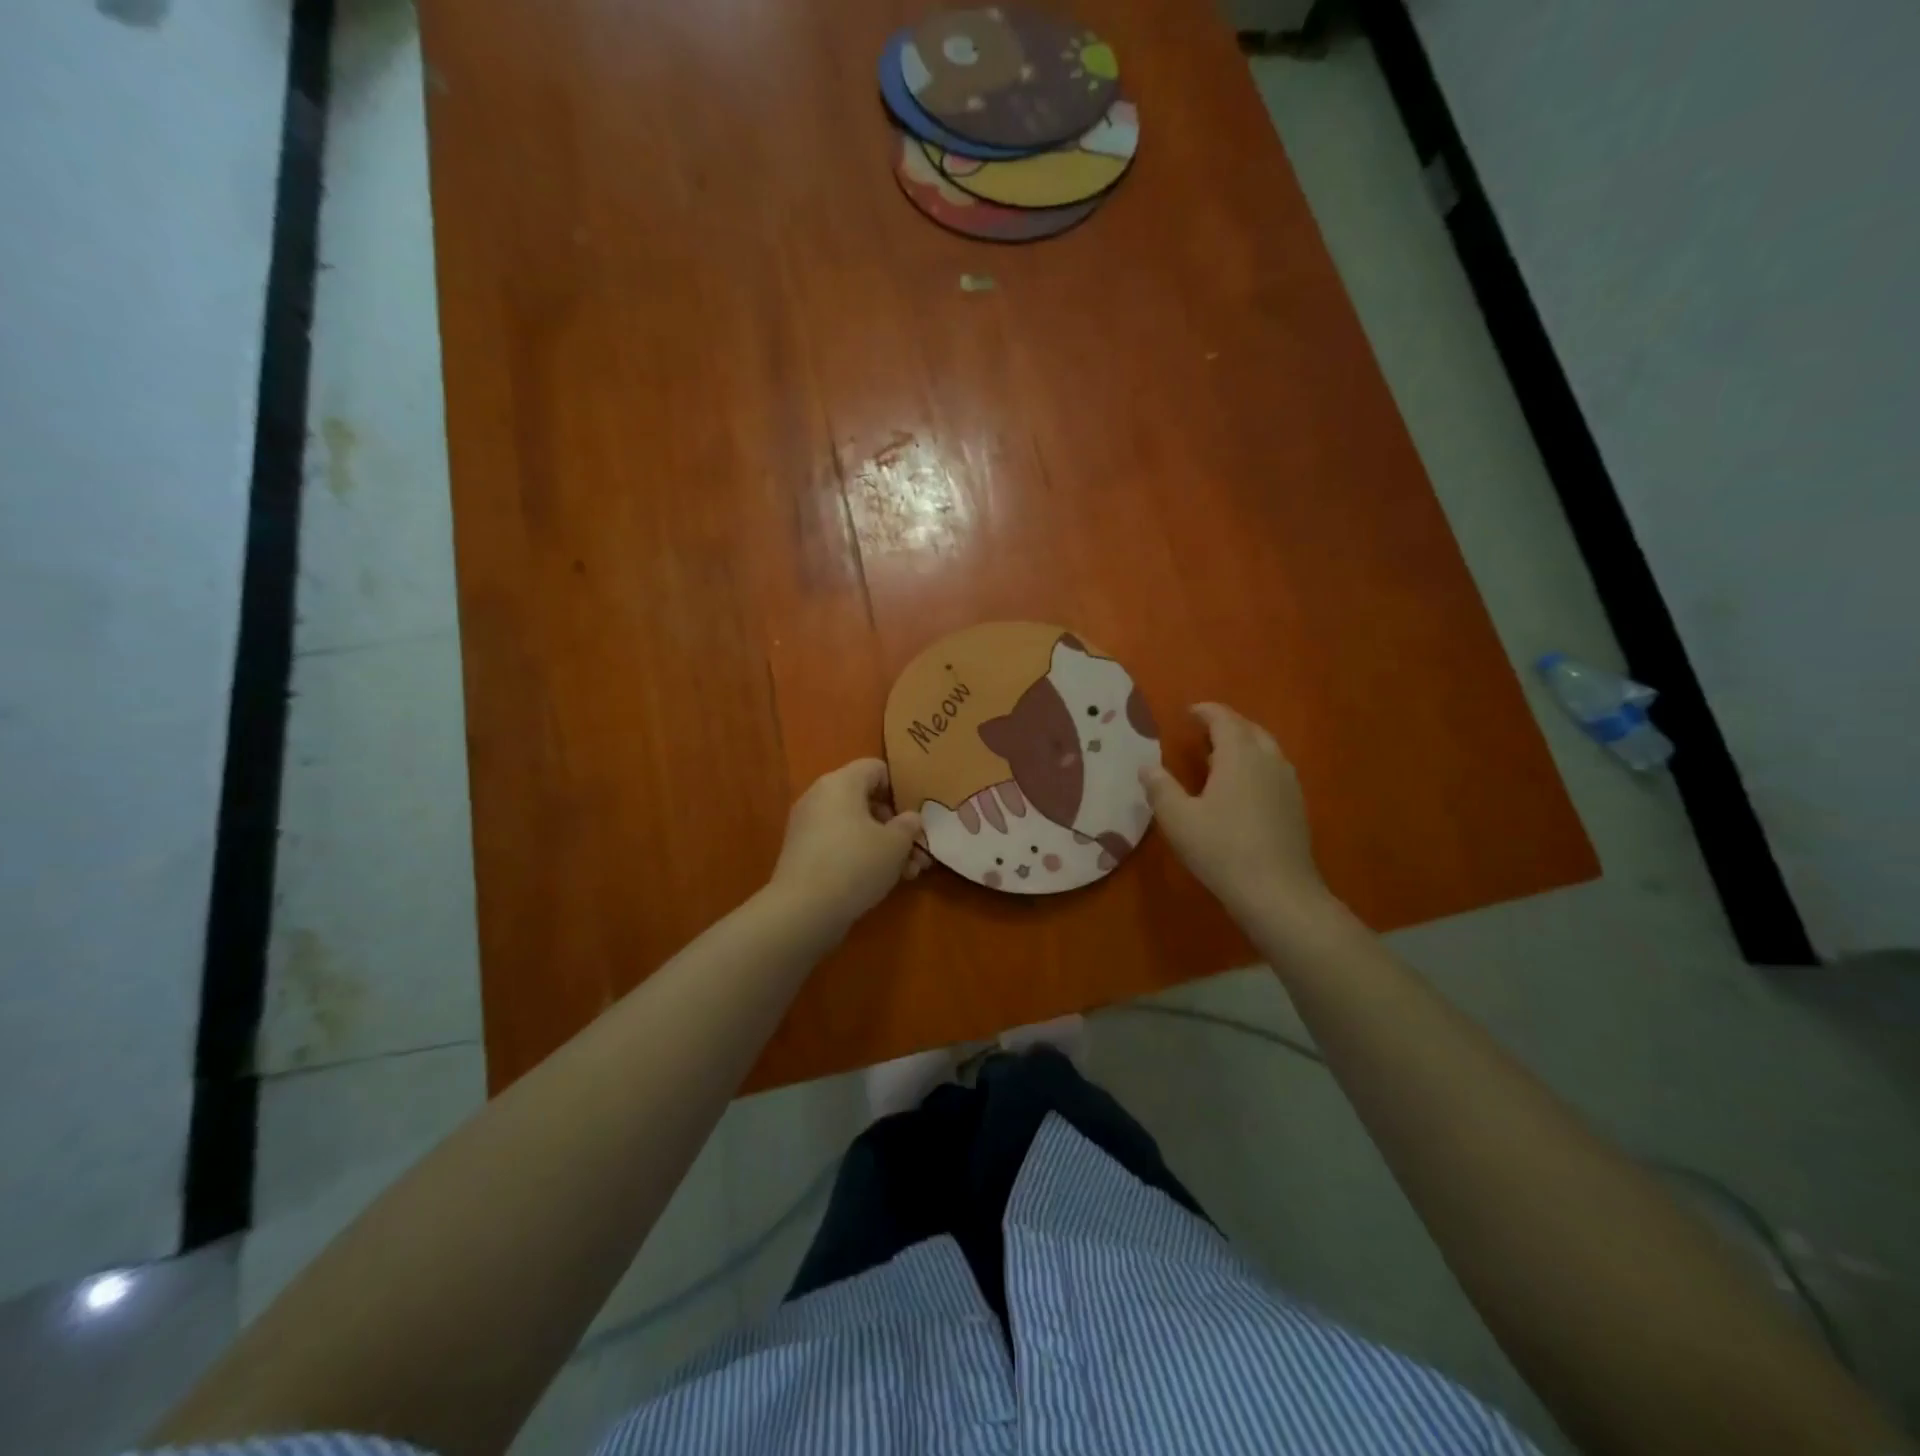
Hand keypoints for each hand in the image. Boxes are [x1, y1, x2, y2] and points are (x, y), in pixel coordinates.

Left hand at [769, 759, 923, 933]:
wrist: (803, 910)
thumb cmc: (856, 864)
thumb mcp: (895, 844)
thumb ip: (908, 826)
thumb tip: (909, 818)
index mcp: (841, 783)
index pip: (876, 768)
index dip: (901, 787)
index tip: (917, 814)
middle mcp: (820, 797)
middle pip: (866, 800)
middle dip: (896, 825)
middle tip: (918, 850)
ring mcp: (808, 826)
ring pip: (855, 826)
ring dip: (884, 845)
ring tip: (908, 873)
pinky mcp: (802, 854)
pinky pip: (839, 844)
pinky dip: (861, 856)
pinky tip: (882, 882)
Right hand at [1140, 703, 1331, 921]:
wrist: (1278, 892)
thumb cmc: (1222, 849)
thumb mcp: (1178, 819)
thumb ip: (1160, 788)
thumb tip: (1147, 767)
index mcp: (1239, 755)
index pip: (1224, 719)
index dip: (1205, 711)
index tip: (1188, 712)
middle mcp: (1268, 760)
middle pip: (1249, 729)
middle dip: (1226, 725)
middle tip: (1203, 732)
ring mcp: (1288, 783)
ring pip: (1266, 749)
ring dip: (1243, 745)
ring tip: (1219, 757)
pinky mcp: (1296, 806)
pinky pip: (1274, 771)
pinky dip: (1255, 766)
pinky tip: (1242, 789)